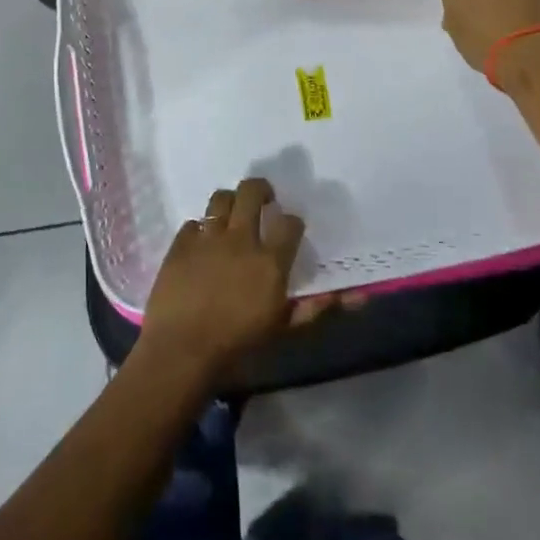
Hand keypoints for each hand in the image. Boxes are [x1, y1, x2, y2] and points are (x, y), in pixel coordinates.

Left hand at [140, 178, 351, 384]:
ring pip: (220, 198)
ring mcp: (207, 237)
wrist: (183, 351)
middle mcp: (240, 239)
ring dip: (229, 202)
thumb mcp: (284, 328)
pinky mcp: (180, 244)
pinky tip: (202, 243)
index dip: (292, 222)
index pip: (289, 223)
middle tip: (264, 199)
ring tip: (232, 213)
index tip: (289, 228)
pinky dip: (200, 229)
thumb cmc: (238, 344)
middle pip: (251, 192)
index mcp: (269, 260)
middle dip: (260, 189)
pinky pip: (192, 223)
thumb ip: (318, 307)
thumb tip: (359, 297)